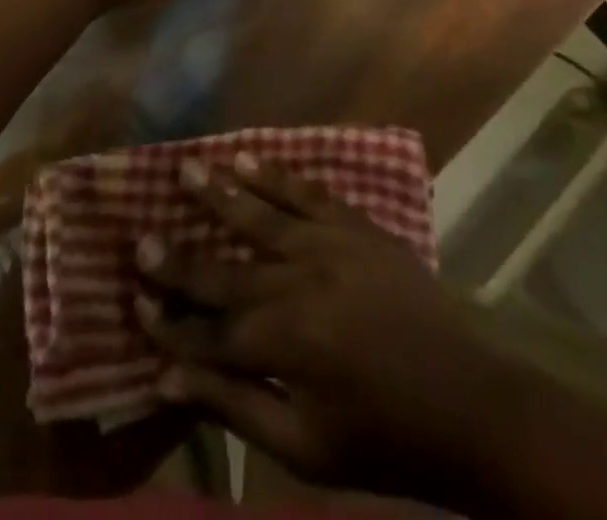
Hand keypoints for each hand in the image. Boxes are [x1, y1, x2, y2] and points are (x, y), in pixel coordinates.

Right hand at [135, 160, 500, 506]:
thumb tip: (170, 377)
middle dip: (180, 258)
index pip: (210, 332)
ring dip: (219, 193)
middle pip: (225, 269)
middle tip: (141, 236)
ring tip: (186, 167)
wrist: (470, 403)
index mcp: (286, 343)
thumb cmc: (385, 437)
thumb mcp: (308, 447)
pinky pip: (308, 193)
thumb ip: (237, 405)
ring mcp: (330, 247)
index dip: (170, 322)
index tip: (136, 302)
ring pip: (261, 215)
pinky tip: (248, 158)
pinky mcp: (357, 227)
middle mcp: (299, 283)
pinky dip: (276, 175)